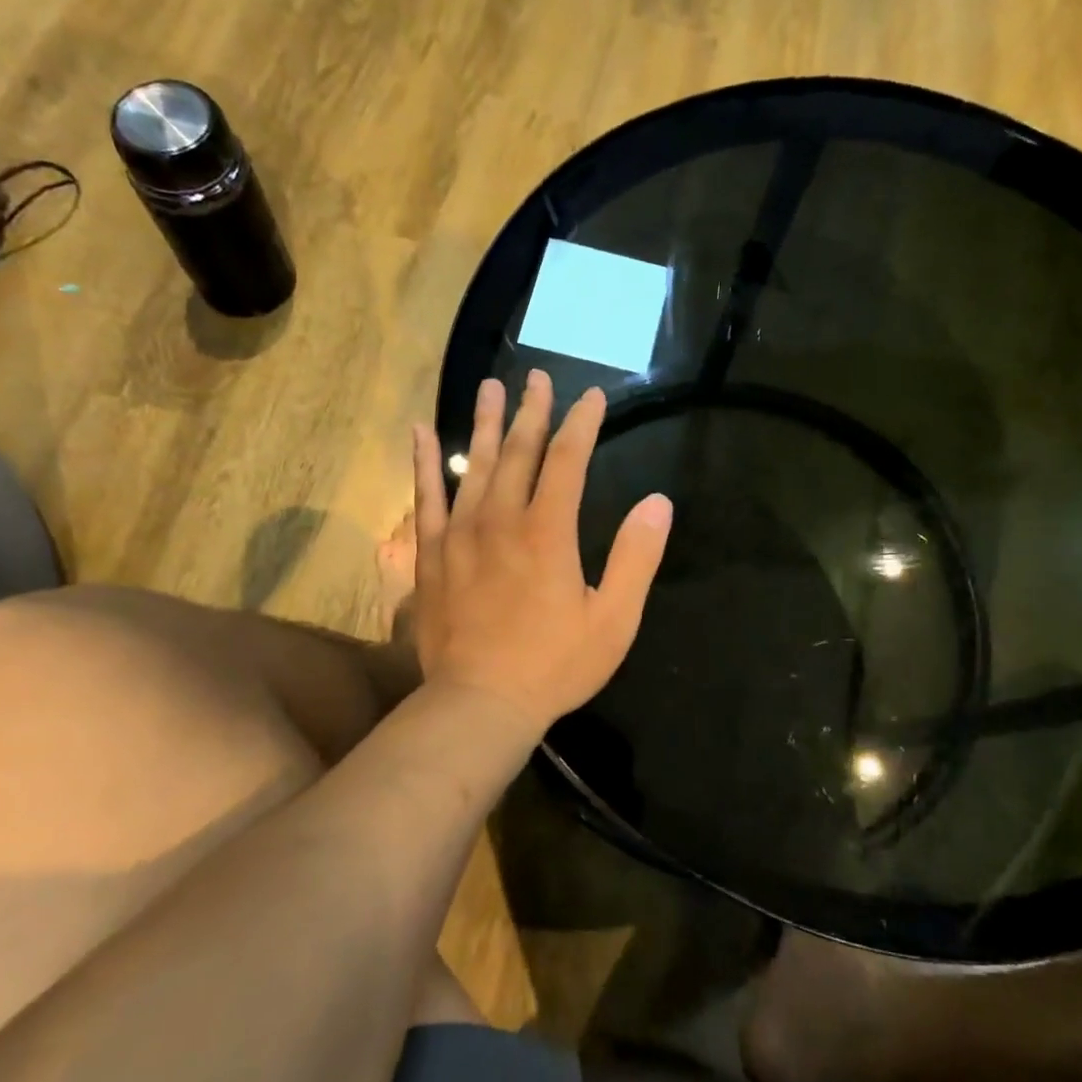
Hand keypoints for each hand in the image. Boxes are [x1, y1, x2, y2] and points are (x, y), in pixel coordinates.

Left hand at [410, 370, 672, 735]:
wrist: (480, 703)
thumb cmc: (554, 665)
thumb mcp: (614, 620)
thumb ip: (636, 557)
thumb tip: (658, 502)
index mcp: (548, 532)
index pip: (567, 460)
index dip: (582, 425)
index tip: (593, 398)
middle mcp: (502, 519)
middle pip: (519, 452)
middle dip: (533, 412)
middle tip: (538, 377)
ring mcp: (460, 534)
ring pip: (475, 465)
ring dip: (487, 424)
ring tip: (491, 387)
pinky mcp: (432, 554)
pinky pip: (426, 497)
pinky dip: (425, 462)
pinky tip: (422, 433)